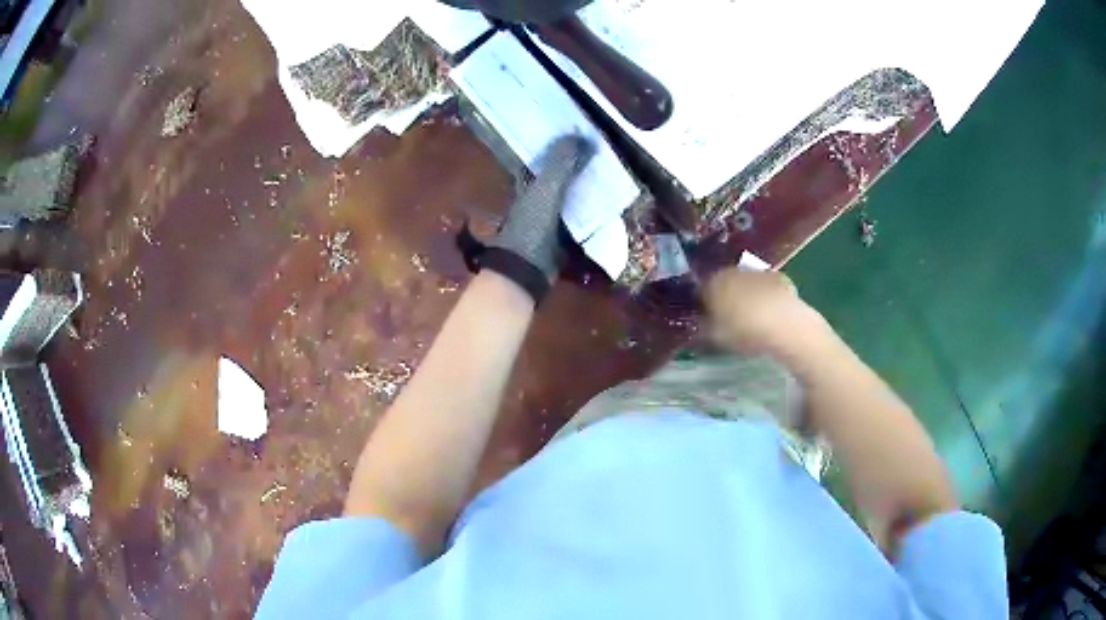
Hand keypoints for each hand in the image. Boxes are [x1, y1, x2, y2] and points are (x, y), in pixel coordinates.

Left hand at [483, 135, 593, 302]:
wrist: (527, 270)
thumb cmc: (532, 226)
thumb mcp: (547, 190)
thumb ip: (561, 165)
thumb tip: (578, 135)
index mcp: (527, 186)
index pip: (540, 161)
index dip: (555, 149)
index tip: (575, 137)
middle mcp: (536, 201)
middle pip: (558, 179)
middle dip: (575, 169)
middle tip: (600, 155)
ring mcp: (549, 221)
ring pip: (570, 198)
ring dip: (586, 190)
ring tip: (610, 176)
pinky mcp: (561, 239)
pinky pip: (579, 220)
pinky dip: (590, 213)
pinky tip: (608, 207)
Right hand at [704, 268, 828, 359]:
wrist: (783, 325)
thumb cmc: (744, 332)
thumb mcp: (716, 338)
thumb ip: (706, 328)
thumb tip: (703, 325)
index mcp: (713, 283)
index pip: (703, 290)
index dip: (705, 304)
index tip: (708, 317)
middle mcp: (733, 272)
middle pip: (726, 282)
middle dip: (727, 296)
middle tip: (730, 318)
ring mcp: (758, 272)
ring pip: (747, 283)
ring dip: (748, 294)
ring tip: (752, 316)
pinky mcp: (779, 277)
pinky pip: (767, 286)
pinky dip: (767, 295)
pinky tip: (771, 313)